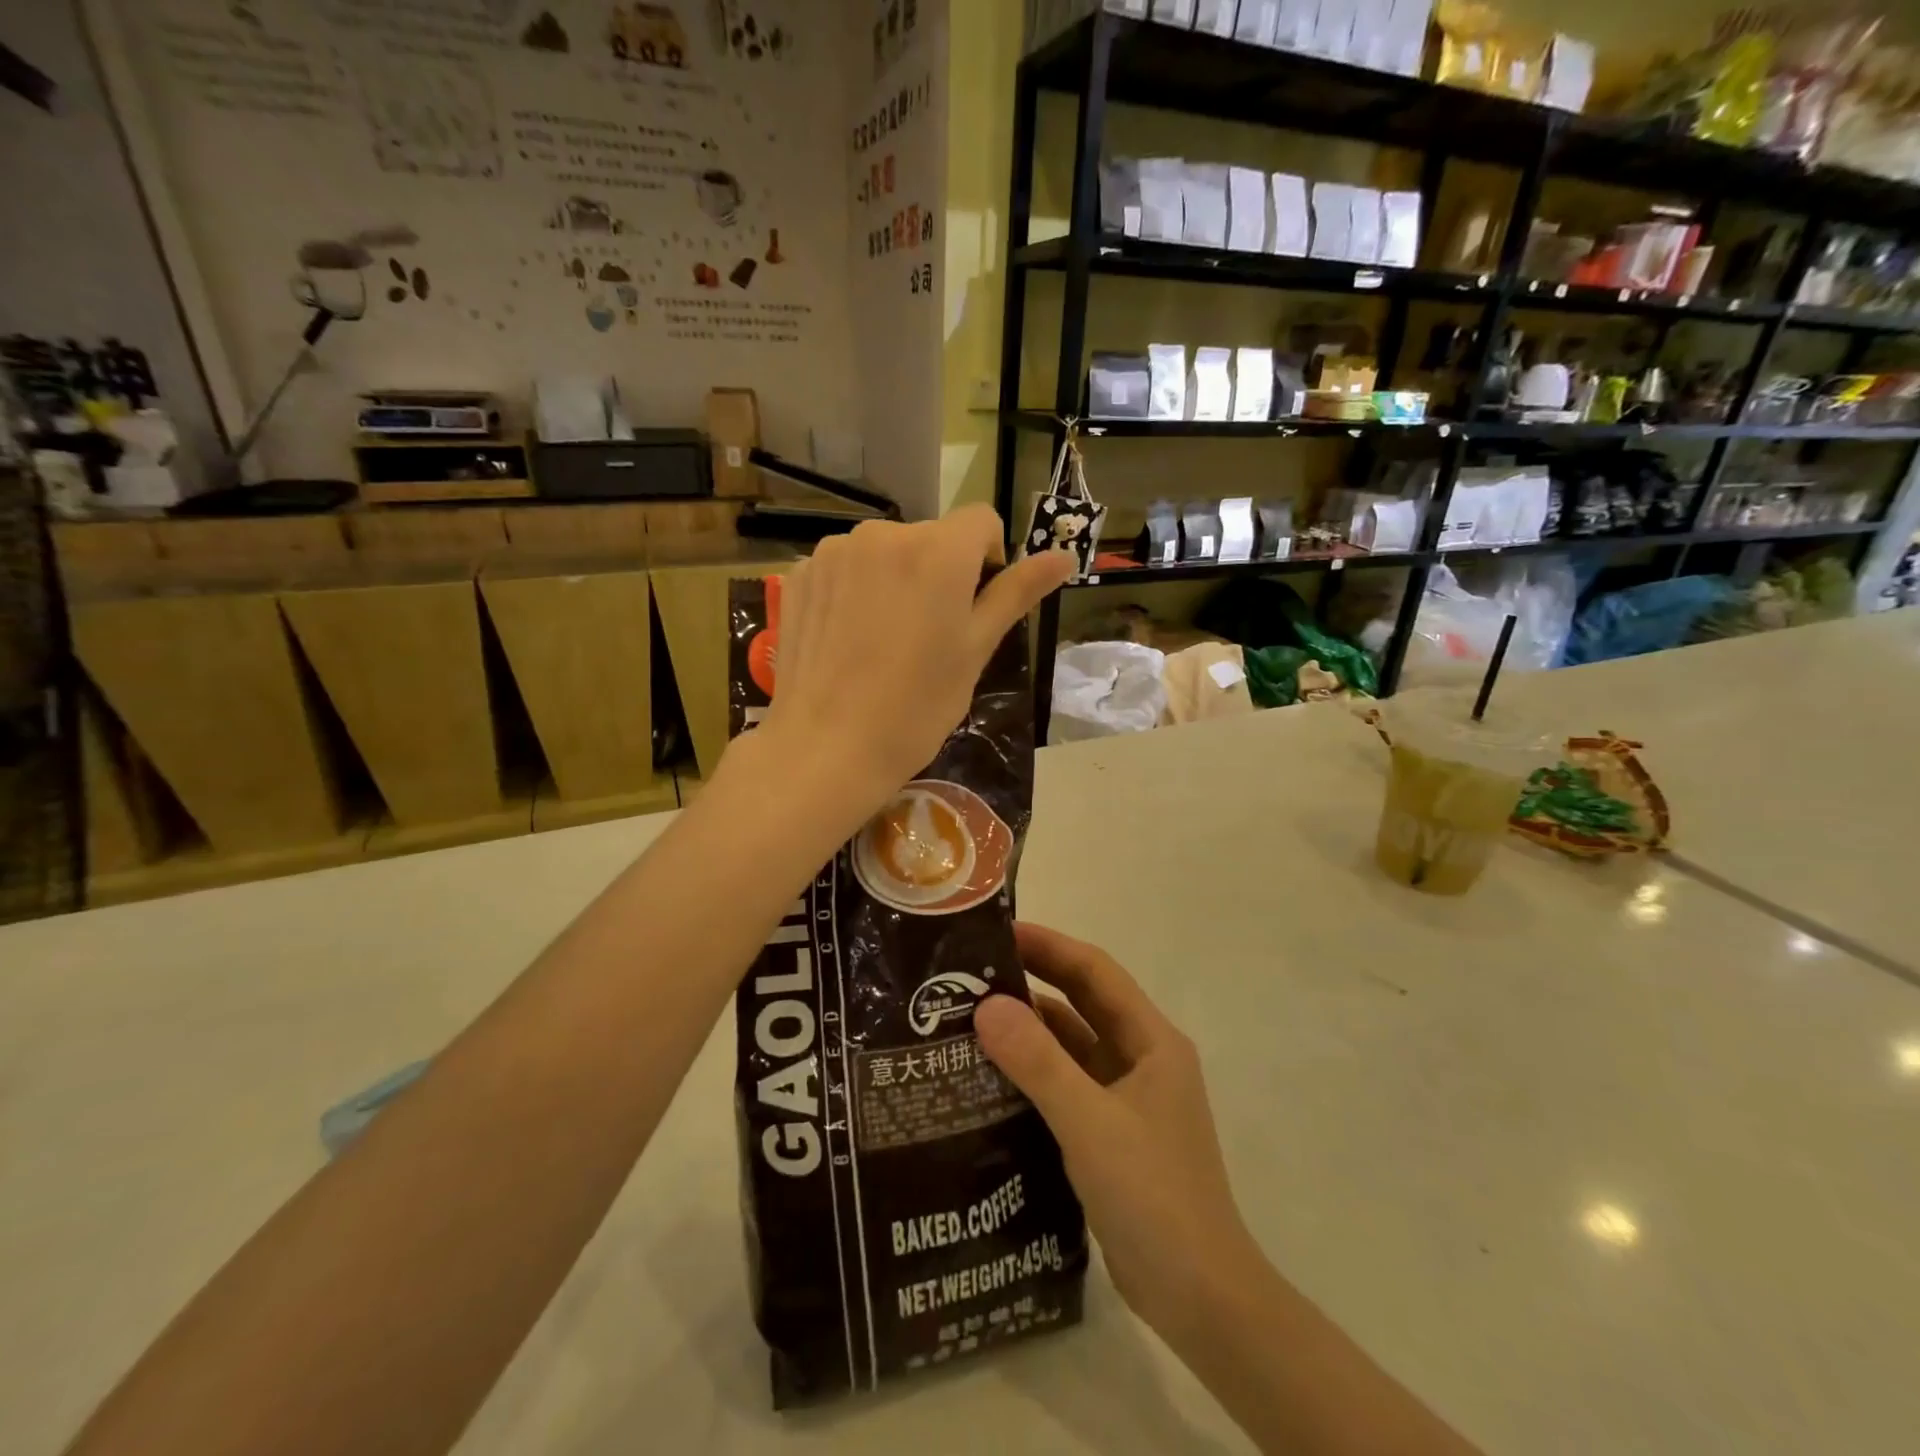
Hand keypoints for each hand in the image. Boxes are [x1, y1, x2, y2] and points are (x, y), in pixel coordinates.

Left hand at [756, 506, 1073, 824]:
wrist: (826, 748)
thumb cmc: (916, 706)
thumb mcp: (976, 650)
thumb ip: (1016, 593)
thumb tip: (1064, 557)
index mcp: (938, 549)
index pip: (980, 521)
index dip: (988, 559)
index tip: (973, 607)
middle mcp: (883, 533)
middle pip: (930, 538)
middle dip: (938, 573)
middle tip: (928, 636)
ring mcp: (834, 551)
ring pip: (884, 552)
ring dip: (894, 579)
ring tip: (884, 641)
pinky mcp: (799, 574)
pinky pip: (844, 567)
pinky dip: (854, 590)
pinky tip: (848, 639)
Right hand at [974, 923, 1262, 1346]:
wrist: (1200, 1298)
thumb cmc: (1154, 1196)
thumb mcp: (1090, 1123)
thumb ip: (1039, 1063)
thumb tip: (987, 1006)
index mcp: (1152, 1042)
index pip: (1096, 972)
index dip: (1051, 945)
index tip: (999, 932)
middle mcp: (1142, 1059)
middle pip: (1083, 1003)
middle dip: (1036, 980)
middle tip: (975, 970)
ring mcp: (1128, 1098)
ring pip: (1073, 1045)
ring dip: (1031, 1028)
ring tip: (972, 1016)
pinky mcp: (1112, 1133)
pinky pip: (1067, 1084)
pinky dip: (1035, 1072)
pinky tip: (992, 1076)